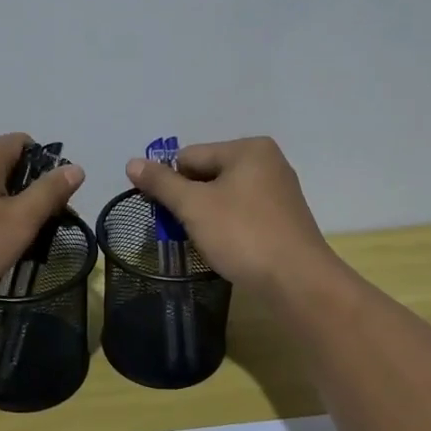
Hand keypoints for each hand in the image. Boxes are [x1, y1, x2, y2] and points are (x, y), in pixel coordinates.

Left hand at [0, 134, 85, 310]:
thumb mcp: (19, 222)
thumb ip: (49, 193)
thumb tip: (75, 168)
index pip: (23, 142)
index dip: (45, 165)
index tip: (54, 199)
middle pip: (3, 165)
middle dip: (25, 191)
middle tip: (37, 226)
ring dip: (2, 209)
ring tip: (11, 242)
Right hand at [125, 137, 338, 297]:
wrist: (297, 282)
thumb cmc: (243, 235)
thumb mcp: (194, 206)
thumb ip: (162, 183)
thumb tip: (132, 162)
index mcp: (248, 149)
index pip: (190, 156)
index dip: (170, 183)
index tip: (161, 213)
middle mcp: (267, 162)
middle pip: (207, 174)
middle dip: (190, 200)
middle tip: (181, 230)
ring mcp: (278, 191)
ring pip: (224, 196)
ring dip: (206, 216)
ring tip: (202, 241)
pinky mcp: (283, 219)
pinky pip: (242, 213)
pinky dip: (227, 226)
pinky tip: (225, 247)